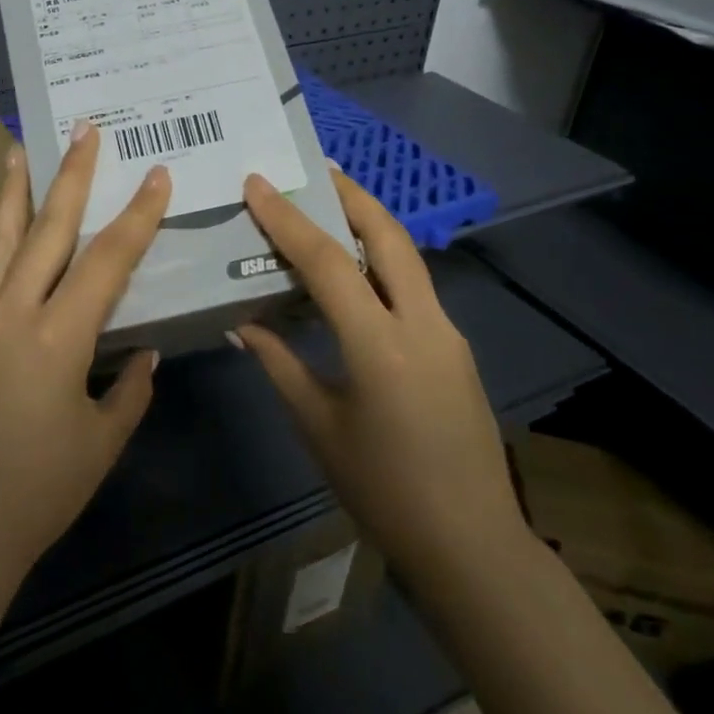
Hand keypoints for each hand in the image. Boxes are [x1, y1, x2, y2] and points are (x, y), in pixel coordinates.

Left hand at [0, 124, 171, 600]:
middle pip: (47, 230)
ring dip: (15, 191)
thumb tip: (142, 353)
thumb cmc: (37, 495)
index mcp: (56, 339)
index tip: (157, 175)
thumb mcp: (100, 444)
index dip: (137, 216)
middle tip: (84, 129)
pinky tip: (3, 229)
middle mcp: (10, 315)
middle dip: (72, 176)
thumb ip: (128, 390)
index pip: (107, 261)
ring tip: (19, 148)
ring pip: (0, 241)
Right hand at [234, 168, 524, 581]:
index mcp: (380, 345)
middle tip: (317, 168)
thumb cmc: (382, 490)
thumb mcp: (318, 426)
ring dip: (371, 225)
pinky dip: (382, 264)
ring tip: (333, 206)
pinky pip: (413, 289)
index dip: (288, 220)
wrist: (471, 545)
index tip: (258, 184)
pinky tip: (357, 276)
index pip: (327, 263)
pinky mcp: (456, 349)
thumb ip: (279, 364)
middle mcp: (423, 324)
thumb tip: (242, 324)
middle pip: (389, 236)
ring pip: (407, 259)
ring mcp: (448, 334)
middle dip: (352, 195)